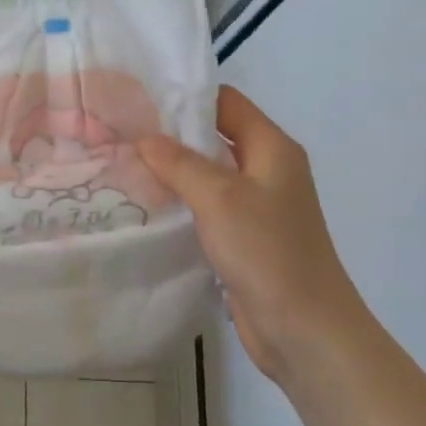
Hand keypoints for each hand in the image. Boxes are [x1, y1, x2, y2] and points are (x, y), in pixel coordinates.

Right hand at [140, 87, 369, 378]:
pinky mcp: (243, 237)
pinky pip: (206, 207)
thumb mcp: (220, 198)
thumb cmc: (267, 252)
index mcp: (272, 148)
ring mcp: (256, 205)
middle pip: (214, 137)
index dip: (186, 96)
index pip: (226, 102)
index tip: (139, 97)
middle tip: (120, 131)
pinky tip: (145, 204)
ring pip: (207, 174)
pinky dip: (179, 202)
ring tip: (122, 163)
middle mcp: (266, 169)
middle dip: (170, 134)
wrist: (304, 329)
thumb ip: (180, 163)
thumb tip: (144, 137)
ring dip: (171, 170)